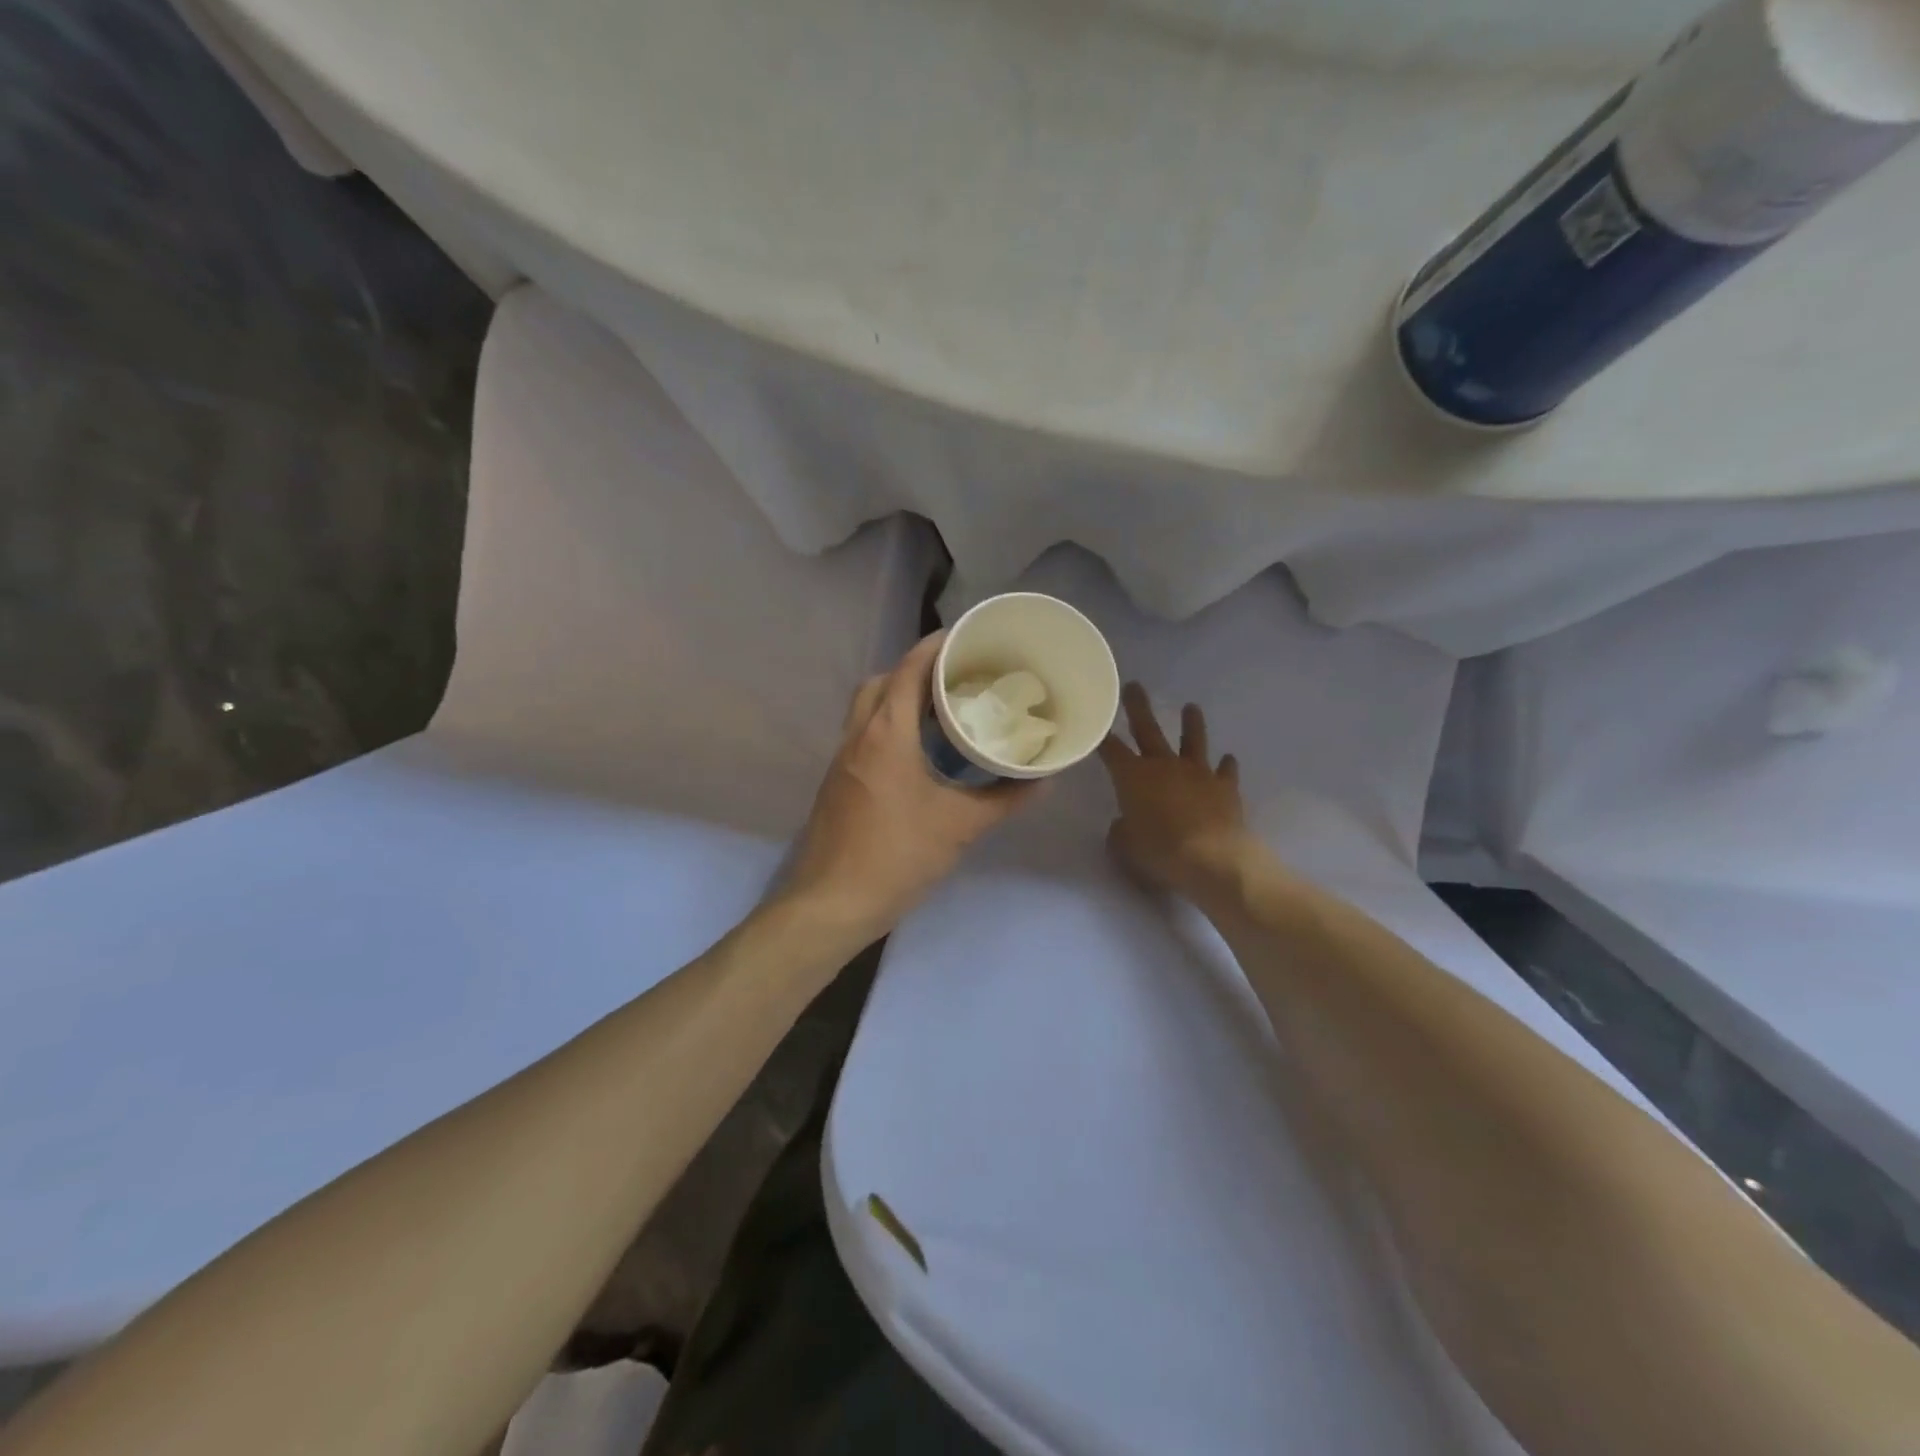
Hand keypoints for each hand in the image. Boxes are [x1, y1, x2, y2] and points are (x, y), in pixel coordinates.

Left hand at [782, 632, 1038, 944]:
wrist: (833, 901)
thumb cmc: (898, 855)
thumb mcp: (960, 826)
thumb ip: (1004, 799)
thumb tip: (1043, 780)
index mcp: (887, 734)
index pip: (908, 669)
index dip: (935, 646)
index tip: (966, 638)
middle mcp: (858, 736)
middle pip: (881, 682)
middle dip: (914, 670)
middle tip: (954, 680)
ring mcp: (842, 759)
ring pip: (866, 709)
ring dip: (897, 699)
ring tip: (939, 713)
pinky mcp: (837, 782)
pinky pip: (862, 735)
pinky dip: (887, 727)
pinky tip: (916, 754)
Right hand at [1098, 683, 1249, 899]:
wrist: (1212, 859)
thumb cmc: (1159, 851)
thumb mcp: (1125, 845)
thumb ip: (1121, 829)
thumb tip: (1125, 822)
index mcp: (1132, 776)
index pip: (1111, 749)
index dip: (1102, 736)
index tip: (1097, 721)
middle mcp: (1164, 766)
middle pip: (1148, 729)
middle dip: (1138, 707)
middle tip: (1134, 685)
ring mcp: (1198, 773)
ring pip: (1193, 740)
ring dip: (1191, 724)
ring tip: (1191, 707)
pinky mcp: (1225, 787)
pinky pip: (1225, 771)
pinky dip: (1226, 766)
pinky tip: (1228, 760)